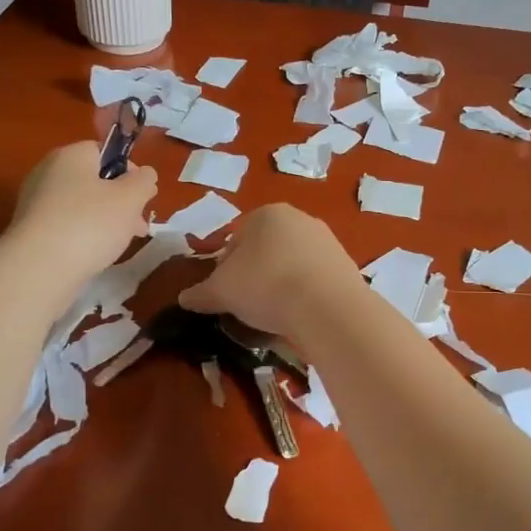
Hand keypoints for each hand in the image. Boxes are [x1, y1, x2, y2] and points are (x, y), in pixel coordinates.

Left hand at [4, 142, 157, 288]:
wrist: (39, 268)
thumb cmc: (90, 223)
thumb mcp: (130, 198)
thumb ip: (143, 181)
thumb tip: (144, 175)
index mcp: (71, 155)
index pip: (105, 152)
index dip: (129, 171)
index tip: (143, 196)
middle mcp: (48, 172)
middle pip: (94, 180)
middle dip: (121, 202)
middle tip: (138, 226)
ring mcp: (36, 202)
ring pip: (82, 205)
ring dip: (106, 220)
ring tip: (121, 244)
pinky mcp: (31, 230)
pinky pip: (66, 225)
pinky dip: (84, 235)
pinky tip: (95, 254)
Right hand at [178, 205, 363, 342]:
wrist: (327, 307)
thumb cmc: (265, 286)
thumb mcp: (222, 291)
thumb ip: (201, 293)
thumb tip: (184, 298)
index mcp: (266, 214)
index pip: (234, 239)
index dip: (223, 268)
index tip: (224, 293)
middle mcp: (299, 219)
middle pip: (265, 250)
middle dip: (254, 275)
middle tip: (247, 304)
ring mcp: (327, 241)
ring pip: (291, 265)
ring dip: (280, 285)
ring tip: (273, 315)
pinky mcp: (346, 266)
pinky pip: (314, 280)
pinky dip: (304, 295)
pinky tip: (299, 316)